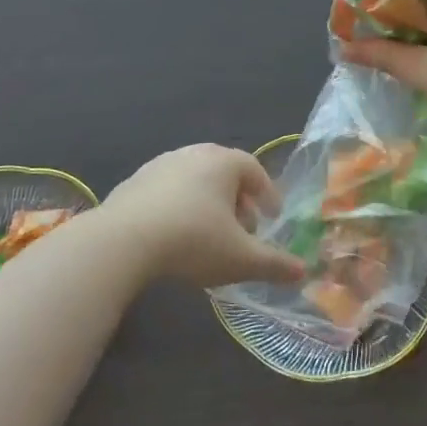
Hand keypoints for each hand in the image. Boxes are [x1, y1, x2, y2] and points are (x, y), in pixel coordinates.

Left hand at [100, 145, 306, 288]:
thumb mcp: (241, 258)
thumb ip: (274, 264)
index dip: (267, 193)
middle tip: (243, 228)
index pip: (254, 170)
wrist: (123, 240)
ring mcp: (160, 165)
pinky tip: (174, 235)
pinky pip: (166, 191)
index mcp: (223, 162)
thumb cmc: (193, 241)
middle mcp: (193, 154)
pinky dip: (178, 207)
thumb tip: (303, 271)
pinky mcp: (133, 182)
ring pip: (194, 180)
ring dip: (207, 203)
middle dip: (237, 199)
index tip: (271, 217)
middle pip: (223, 172)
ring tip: (209, 234)